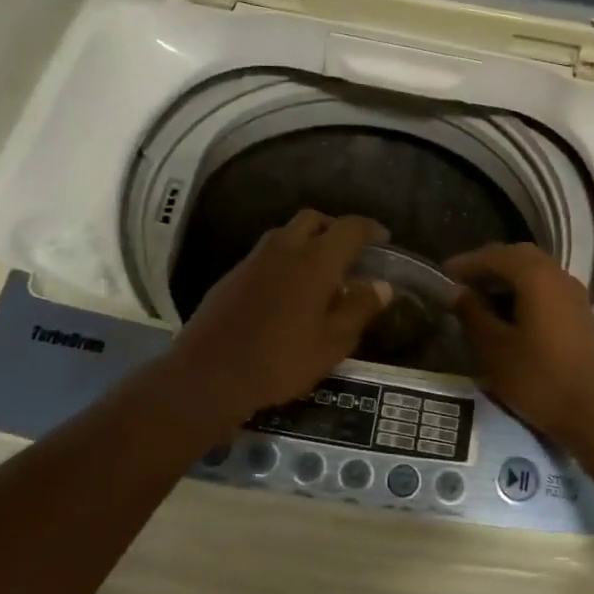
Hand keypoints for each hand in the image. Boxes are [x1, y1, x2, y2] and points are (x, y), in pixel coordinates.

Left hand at [170, 211, 393, 427]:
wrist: (209, 373)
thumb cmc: (281, 360)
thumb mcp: (332, 343)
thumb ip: (359, 309)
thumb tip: (382, 286)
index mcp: (315, 261)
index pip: (349, 228)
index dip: (370, 229)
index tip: (383, 238)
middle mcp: (284, 249)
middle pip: (314, 219)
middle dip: (335, 228)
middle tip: (350, 252)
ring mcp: (253, 260)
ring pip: (286, 233)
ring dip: (307, 241)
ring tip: (321, 271)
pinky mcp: (232, 276)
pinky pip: (267, 254)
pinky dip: (285, 259)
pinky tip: (288, 290)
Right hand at [446, 242, 593, 442]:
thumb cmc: (538, 379)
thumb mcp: (493, 349)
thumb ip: (472, 314)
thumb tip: (458, 292)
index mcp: (537, 277)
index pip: (496, 255)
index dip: (467, 262)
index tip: (443, 274)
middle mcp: (559, 276)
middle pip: (519, 257)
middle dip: (489, 265)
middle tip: (462, 282)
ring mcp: (575, 295)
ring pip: (536, 272)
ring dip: (507, 278)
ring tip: (481, 298)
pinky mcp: (581, 315)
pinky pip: (547, 289)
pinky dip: (524, 291)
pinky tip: (509, 314)